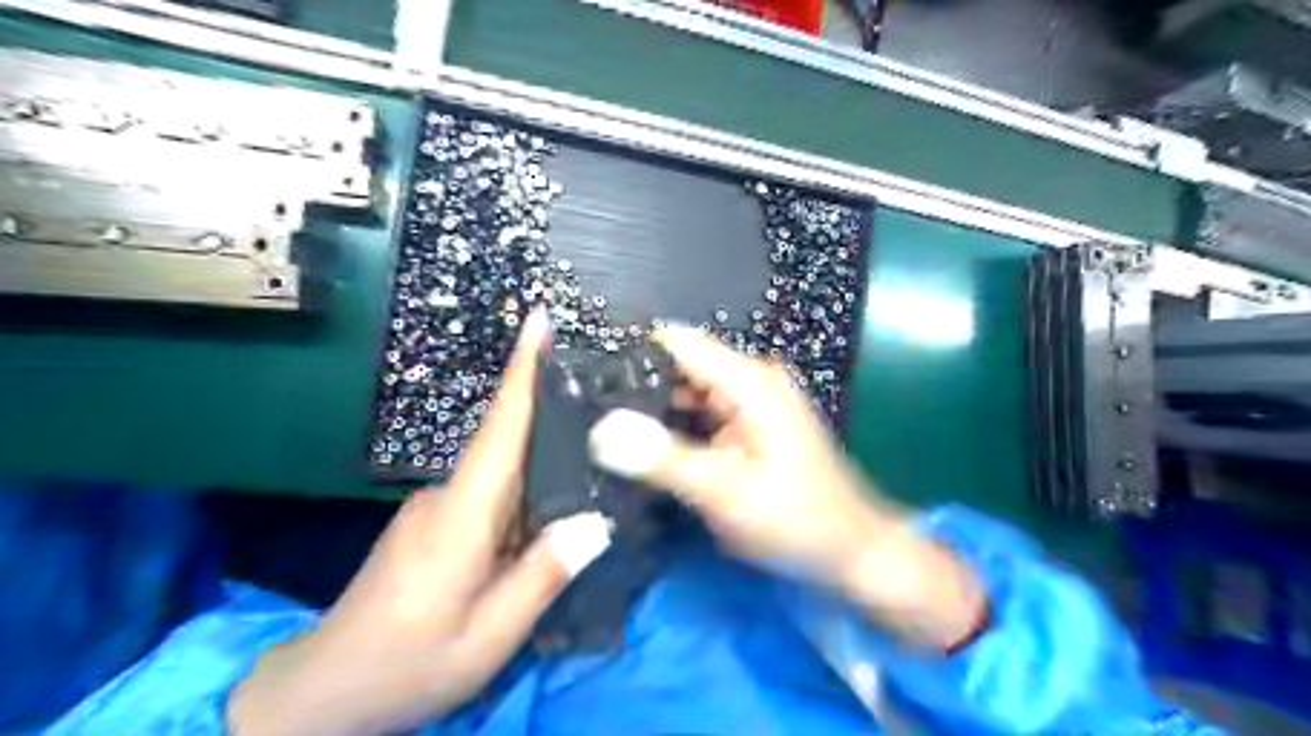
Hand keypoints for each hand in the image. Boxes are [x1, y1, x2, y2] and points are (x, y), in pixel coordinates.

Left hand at [229, 312, 602, 735]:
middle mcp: (446, 496)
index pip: (498, 429)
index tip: (538, 321)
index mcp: (461, 517)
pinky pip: (490, 489)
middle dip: (548, 402)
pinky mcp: (434, 521)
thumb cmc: (408, 665)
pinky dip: (523, 482)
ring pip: (500, 466)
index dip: (520, 373)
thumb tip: (596, 524)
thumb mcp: (488, 637)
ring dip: (540, 447)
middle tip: (601, 387)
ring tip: (593, 446)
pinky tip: (552, 498)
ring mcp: (435, 506)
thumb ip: (542, 577)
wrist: (324, 691)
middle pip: (504, 438)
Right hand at [593, 329, 983, 649]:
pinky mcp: (750, 429)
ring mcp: (752, 405)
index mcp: (749, 381)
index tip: (585, 371)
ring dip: (653, 409)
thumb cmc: (796, 519)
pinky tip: (643, 447)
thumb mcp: (724, 491)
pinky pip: (702, 416)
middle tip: (585, 409)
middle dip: (637, 385)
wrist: (852, 552)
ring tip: (602, 427)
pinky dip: (675, 428)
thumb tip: (600, 429)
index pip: (677, 343)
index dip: (631, 350)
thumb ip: (662, 459)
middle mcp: (750, 382)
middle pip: (681, 367)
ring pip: (688, 394)